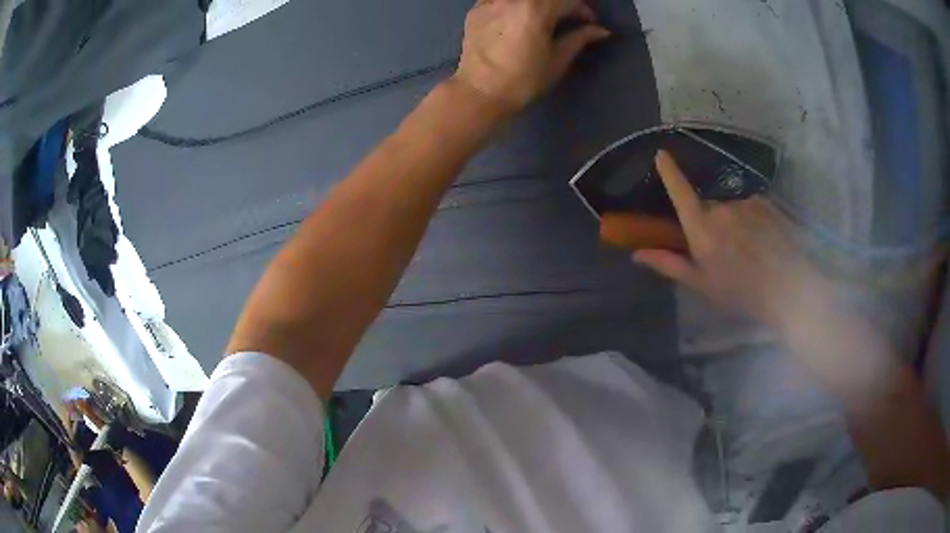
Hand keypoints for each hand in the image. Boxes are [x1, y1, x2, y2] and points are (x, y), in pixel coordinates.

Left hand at [453, 0, 610, 115]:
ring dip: (539, 4)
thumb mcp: (557, 60)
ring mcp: (491, 1)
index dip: (584, 10)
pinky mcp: (476, 8)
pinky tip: (517, 16)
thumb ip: (580, 38)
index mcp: (536, 8)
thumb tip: (601, 31)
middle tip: (567, 18)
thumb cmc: (524, 80)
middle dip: (562, 4)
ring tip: (543, 18)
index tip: (589, 23)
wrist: (480, 92)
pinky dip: (514, 4)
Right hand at [633, 150, 832, 329]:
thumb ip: (670, 264)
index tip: (662, 154)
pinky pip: (750, 207)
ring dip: (732, 222)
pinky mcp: (765, 203)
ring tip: (748, 251)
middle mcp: (721, 208)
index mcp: (702, 229)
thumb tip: (637, 254)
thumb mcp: (703, 284)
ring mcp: (746, 203)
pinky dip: (750, 220)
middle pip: (707, 205)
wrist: (789, 289)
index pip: (681, 193)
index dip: (670, 172)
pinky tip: (762, 242)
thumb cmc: (741, 292)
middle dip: (709, 221)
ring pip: (731, 207)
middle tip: (722, 251)